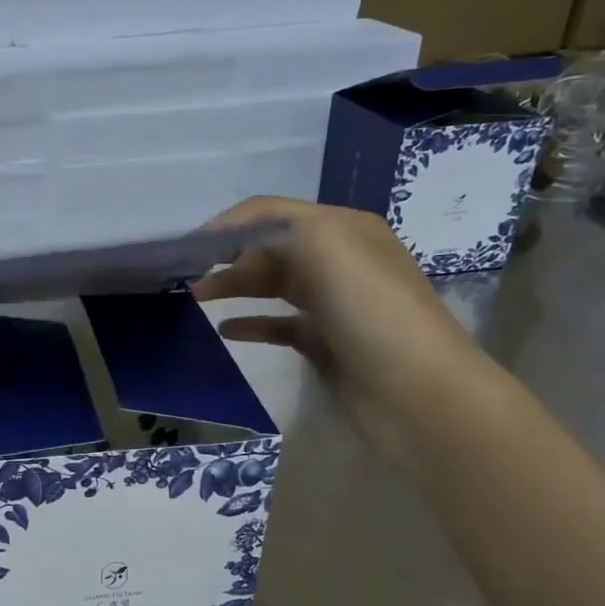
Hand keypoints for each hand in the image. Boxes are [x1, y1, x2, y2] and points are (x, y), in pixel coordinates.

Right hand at [191, 197, 487, 459]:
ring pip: (274, 286)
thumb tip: (235, 244)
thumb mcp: (327, 245)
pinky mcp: (326, 344)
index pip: (274, 213)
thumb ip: (277, 227)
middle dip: (228, 256)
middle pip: (271, 249)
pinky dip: (252, 324)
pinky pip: (280, 326)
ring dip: (235, 286)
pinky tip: (225, 329)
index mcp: (343, 229)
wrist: (417, 392)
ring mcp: (333, 305)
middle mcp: (339, 261)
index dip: (231, 224)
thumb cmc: (371, 310)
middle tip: (187, 275)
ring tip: (196, 297)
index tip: (189, 246)